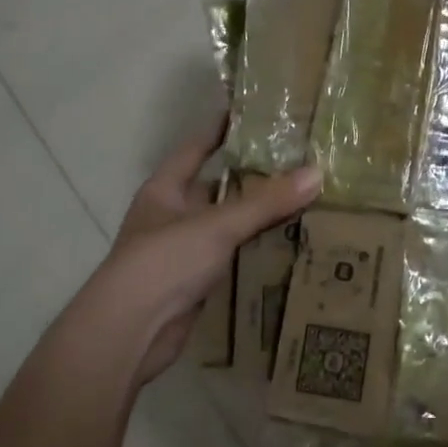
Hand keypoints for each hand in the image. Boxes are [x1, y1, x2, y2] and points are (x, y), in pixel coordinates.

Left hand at [91, 118, 319, 382]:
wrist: (129, 333)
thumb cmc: (164, 261)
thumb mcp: (218, 224)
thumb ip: (267, 202)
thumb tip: (317, 173)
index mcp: (165, 190)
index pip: (195, 149)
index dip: (220, 130)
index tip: (251, 114)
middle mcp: (171, 216)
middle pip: (215, 188)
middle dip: (250, 177)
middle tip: (295, 161)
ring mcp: (182, 251)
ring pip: (226, 225)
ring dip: (256, 217)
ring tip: (301, 199)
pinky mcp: (194, 284)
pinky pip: (230, 257)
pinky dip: (253, 250)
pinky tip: (286, 244)